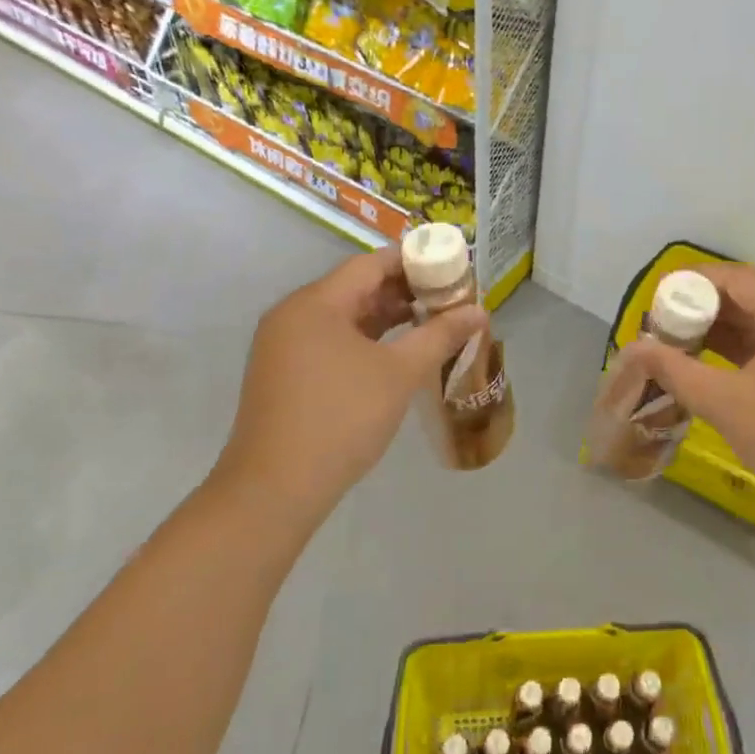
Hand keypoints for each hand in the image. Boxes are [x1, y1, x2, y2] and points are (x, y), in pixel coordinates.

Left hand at [212, 249, 485, 534]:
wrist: (275, 490)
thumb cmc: (342, 419)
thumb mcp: (400, 373)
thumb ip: (440, 335)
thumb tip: (479, 311)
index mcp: (316, 302)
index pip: (371, 263)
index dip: (415, 262)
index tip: (452, 271)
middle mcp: (293, 314)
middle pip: (356, 287)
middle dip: (404, 291)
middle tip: (448, 301)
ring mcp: (283, 345)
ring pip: (343, 316)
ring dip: (386, 317)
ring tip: (430, 325)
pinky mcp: (282, 374)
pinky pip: (329, 340)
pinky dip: (364, 340)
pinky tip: (394, 354)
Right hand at [626, 264, 754, 523]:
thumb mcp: (724, 402)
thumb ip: (675, 370)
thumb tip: (633, 348)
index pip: (739, 279)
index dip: (696, 281)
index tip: (661, 296)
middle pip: (753, 299)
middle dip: (706, 309)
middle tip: (666, 324)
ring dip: (724, 333)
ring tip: (683, 346)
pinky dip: (745, 354)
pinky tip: (717, 369)